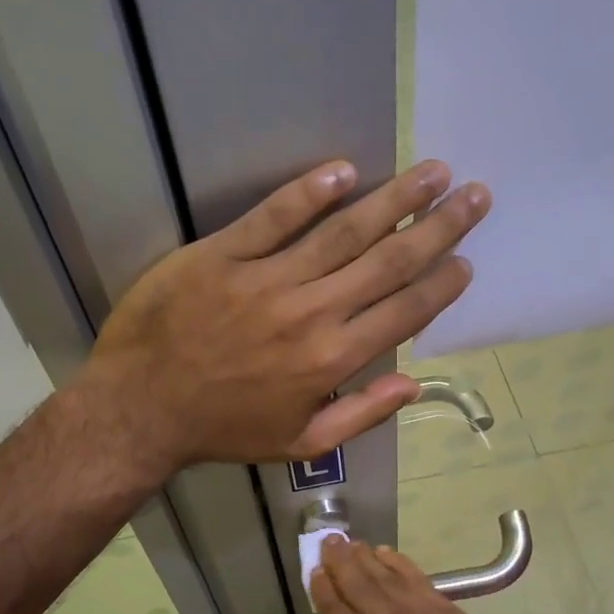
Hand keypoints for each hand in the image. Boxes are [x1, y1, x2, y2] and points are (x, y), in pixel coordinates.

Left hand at [84, 159, 489, 469]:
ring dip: (393, 199)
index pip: (404, 310)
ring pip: (343, 231)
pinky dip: (308, 192)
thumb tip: (414, 385)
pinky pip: (273, 217)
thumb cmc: (224, 431)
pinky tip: (344, 170)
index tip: (466, 259)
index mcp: (332, 359)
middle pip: (388, 260)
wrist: (140, 410)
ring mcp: (266, 279)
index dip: (441, 282)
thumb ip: (361, 414)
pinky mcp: (222, 255)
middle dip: (438, 226)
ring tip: (433, 172)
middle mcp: (311, 312)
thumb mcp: (301, 444)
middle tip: (473, 195)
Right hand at [310, 537, 527, 613]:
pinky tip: (385, 553)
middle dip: (340, 563)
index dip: (324, 589)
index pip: (338, 613)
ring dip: (366, 558)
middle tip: (328, 543)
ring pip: (387, 577)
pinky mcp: (450, 611)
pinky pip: (418, 579)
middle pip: (360, 587)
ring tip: (351, 543)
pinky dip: (399, 563)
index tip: (315, 571)